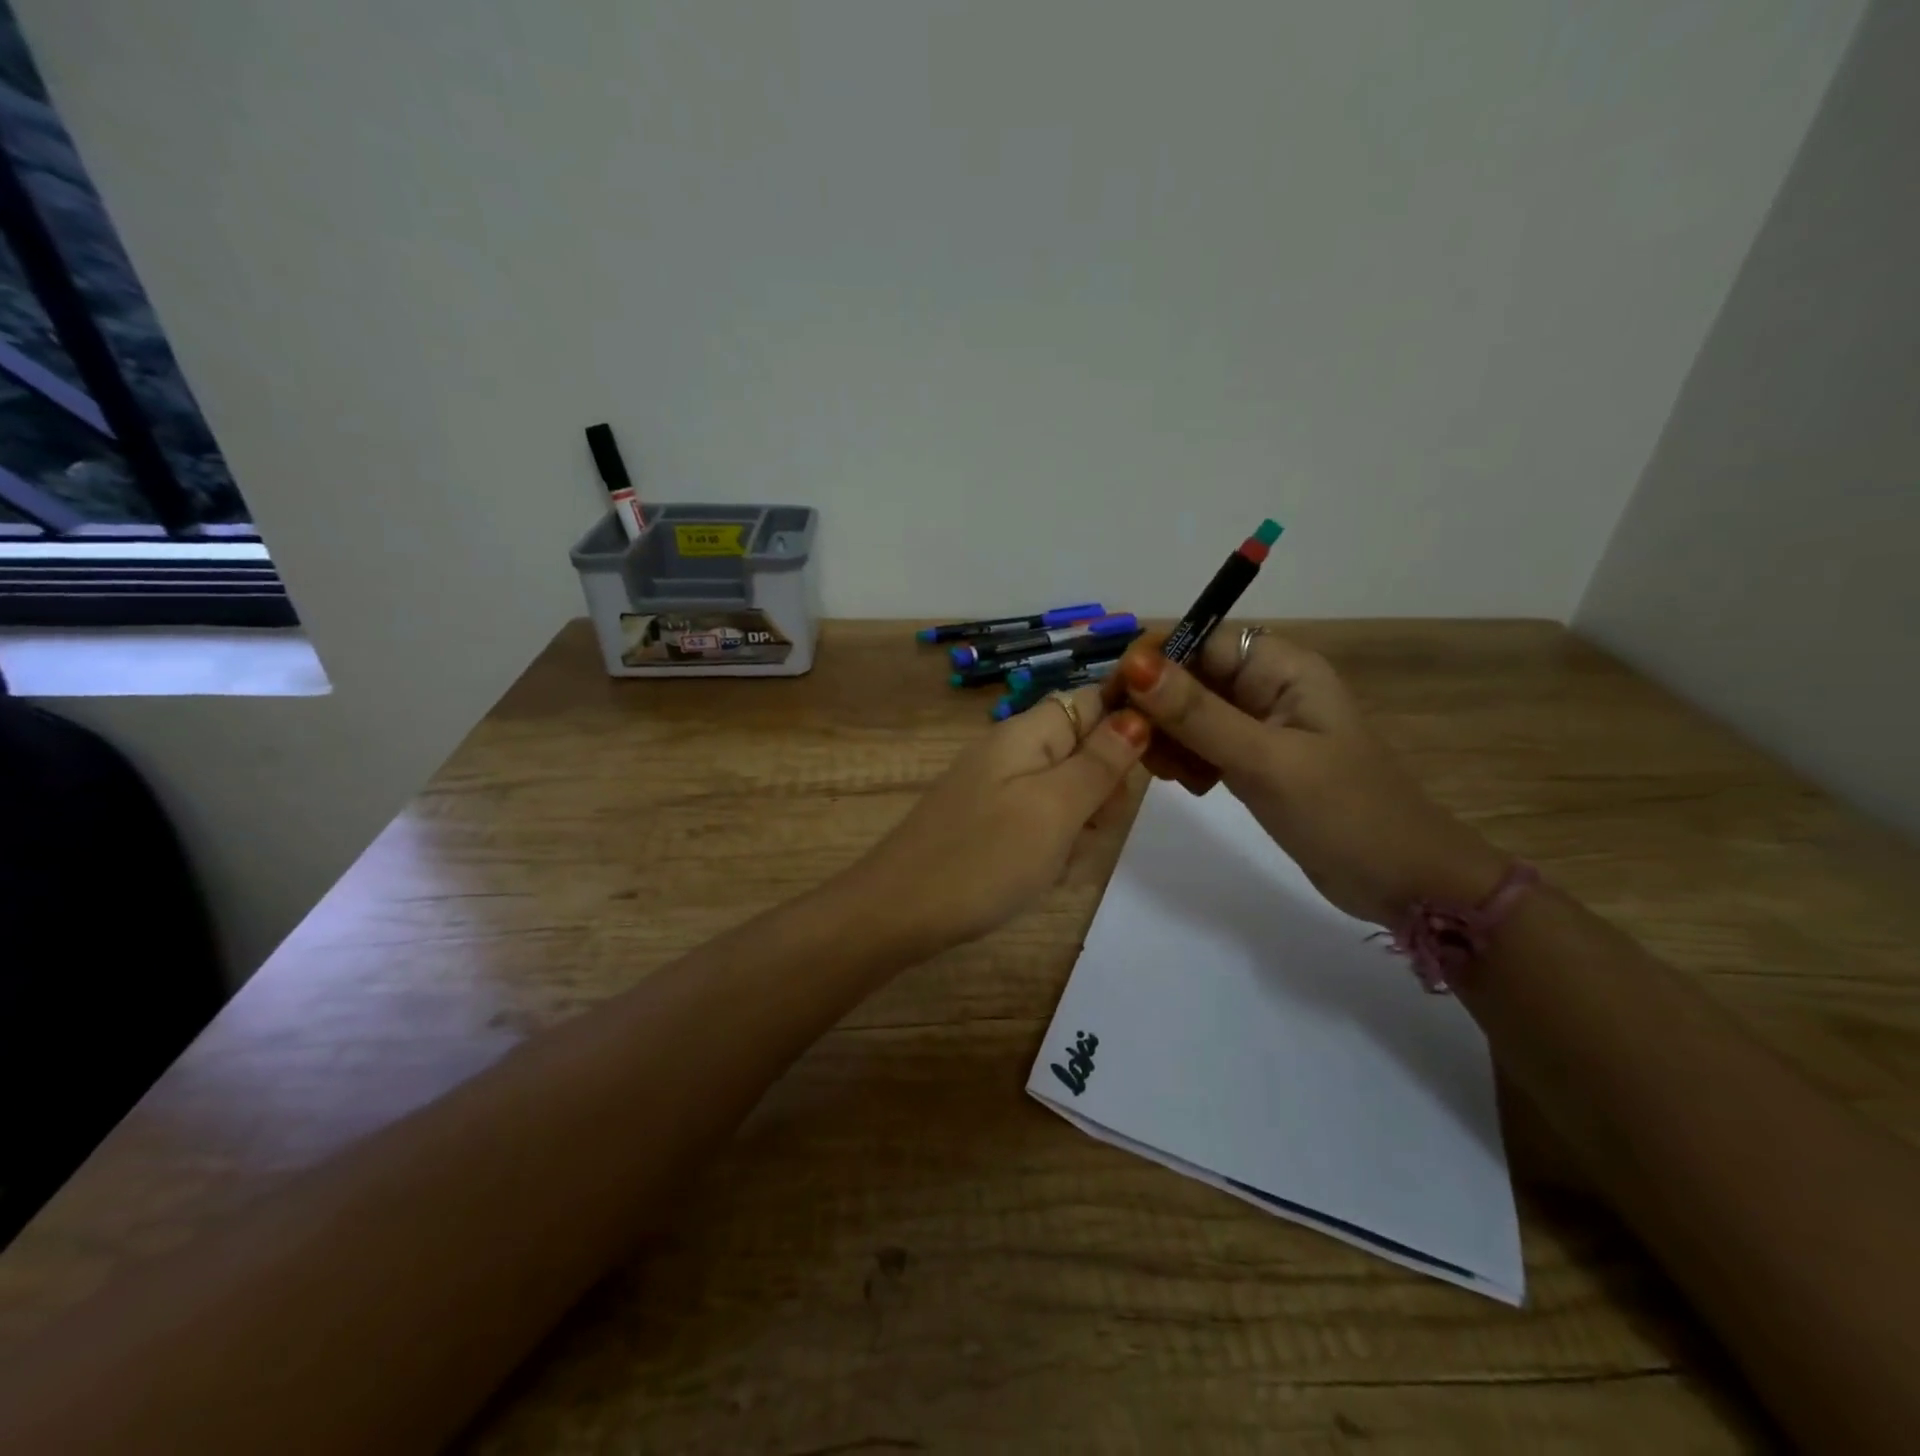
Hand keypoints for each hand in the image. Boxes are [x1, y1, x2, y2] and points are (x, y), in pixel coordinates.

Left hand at [847, 684, 1150, 951]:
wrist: (898, 913)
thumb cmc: (983, 858)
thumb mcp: (1054, 809)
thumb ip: (1100, 762)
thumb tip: (1138, 713)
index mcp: (1027, 733)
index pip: (1094, 700)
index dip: (1127, 727)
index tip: (1139, 775)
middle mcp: (1012, 751)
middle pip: (1084, 751)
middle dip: (1101, 792)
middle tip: (1086, 829)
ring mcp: (997, 788)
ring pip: (1067, 794)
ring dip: (1077, 827)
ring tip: (1056, 861)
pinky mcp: (988, 822)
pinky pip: (1040, 822)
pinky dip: (1050, 847)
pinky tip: (1037, 875)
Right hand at [1113, 631, 1508, 924]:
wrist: (1405, 882)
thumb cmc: (1344, 813)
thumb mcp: (1265, 761)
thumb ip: (1197, 713)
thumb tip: (1134, 663)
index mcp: (1281, 667)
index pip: (1199, 639)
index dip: (1153, 662)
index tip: (1116, 702)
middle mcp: (1267, 685)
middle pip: (1188, 675)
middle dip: (1158, 708)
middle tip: (1146, 753)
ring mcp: (1260, 723)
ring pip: (1188, 711)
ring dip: (1169, 738)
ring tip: (1176, 777)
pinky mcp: (1254, 758)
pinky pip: (1201, 742)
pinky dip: (1186, 759)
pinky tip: (1192, 787)